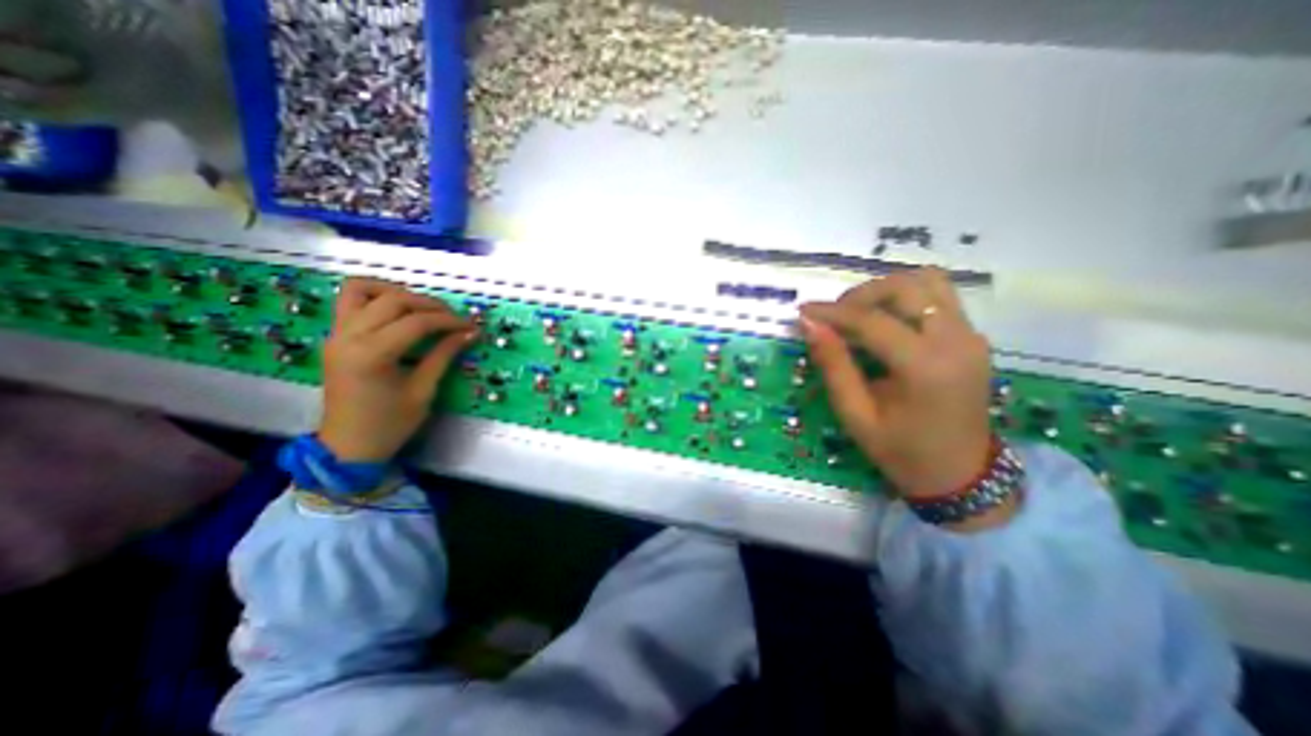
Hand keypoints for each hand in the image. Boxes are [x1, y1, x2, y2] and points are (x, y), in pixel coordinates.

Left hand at [316, 278, 477, 463]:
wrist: (348, 446)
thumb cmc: (390, 424)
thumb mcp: (424, 390)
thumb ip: (444, 355)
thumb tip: (469, 333)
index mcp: (372, 355)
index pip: (417, 322)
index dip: (448, 321)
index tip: (471, 326)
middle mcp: (348, 337)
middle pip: (394, 300)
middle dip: (430, 304)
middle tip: (453, 318)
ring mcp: (336, 334)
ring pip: (364, 290)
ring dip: (398, 292)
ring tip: (423, 308)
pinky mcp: (334, 336)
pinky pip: (349, 301)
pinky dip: (375, 296)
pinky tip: (397, 310)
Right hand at [799, 271, 994, 505]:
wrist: (960, 474)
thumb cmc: (901, 451)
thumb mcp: (856, 415)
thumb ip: (833, 365)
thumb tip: (809, 325)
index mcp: (925, 368)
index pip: (872, 321)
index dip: (832, 312)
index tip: (803, 312)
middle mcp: (955, 341)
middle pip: (906, 288)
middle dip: (861, 295)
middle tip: (834, 318)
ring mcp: (970, 335)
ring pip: (927, 282)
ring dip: (886, 291)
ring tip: (859, 314)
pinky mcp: (972, 336)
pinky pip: (938, 297)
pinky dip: (906, 297)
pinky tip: (885, 320)